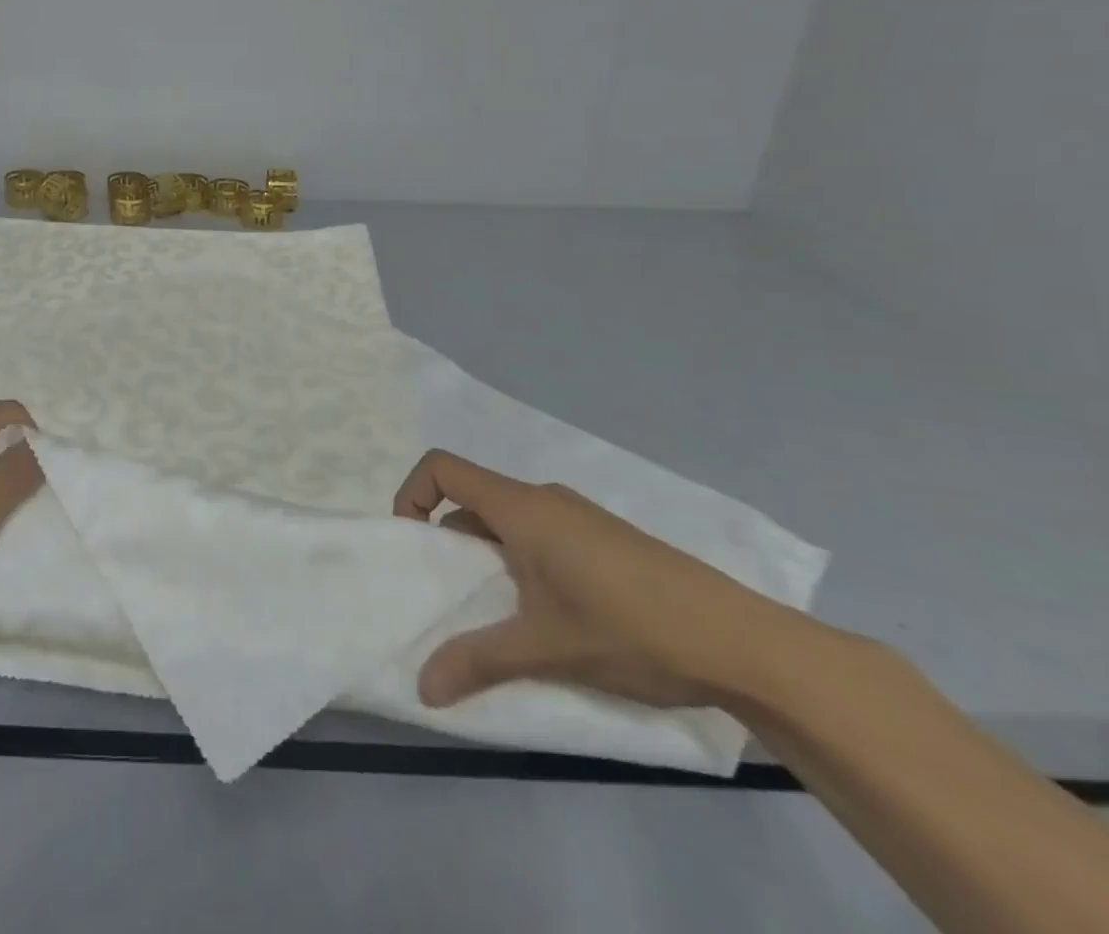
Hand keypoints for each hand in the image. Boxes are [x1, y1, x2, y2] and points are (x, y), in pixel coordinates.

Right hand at [392, 449, 798, 709]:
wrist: (743, 643)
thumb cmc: (630, 629)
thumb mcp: (545, 649)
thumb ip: (477, 660)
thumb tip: (422, 688)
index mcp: (520, 508)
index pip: (442, 468)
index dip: (412, 493)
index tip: (413, 544)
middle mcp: (544, 500)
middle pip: (472, 497)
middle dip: (448, 539)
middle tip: (450, 594)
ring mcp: (578, 518)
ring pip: (508, 520)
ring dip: (487, 555)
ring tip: (498, 613)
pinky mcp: (605, 540)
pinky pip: (540, 534)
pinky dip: (521, 561)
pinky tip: (549, 615)